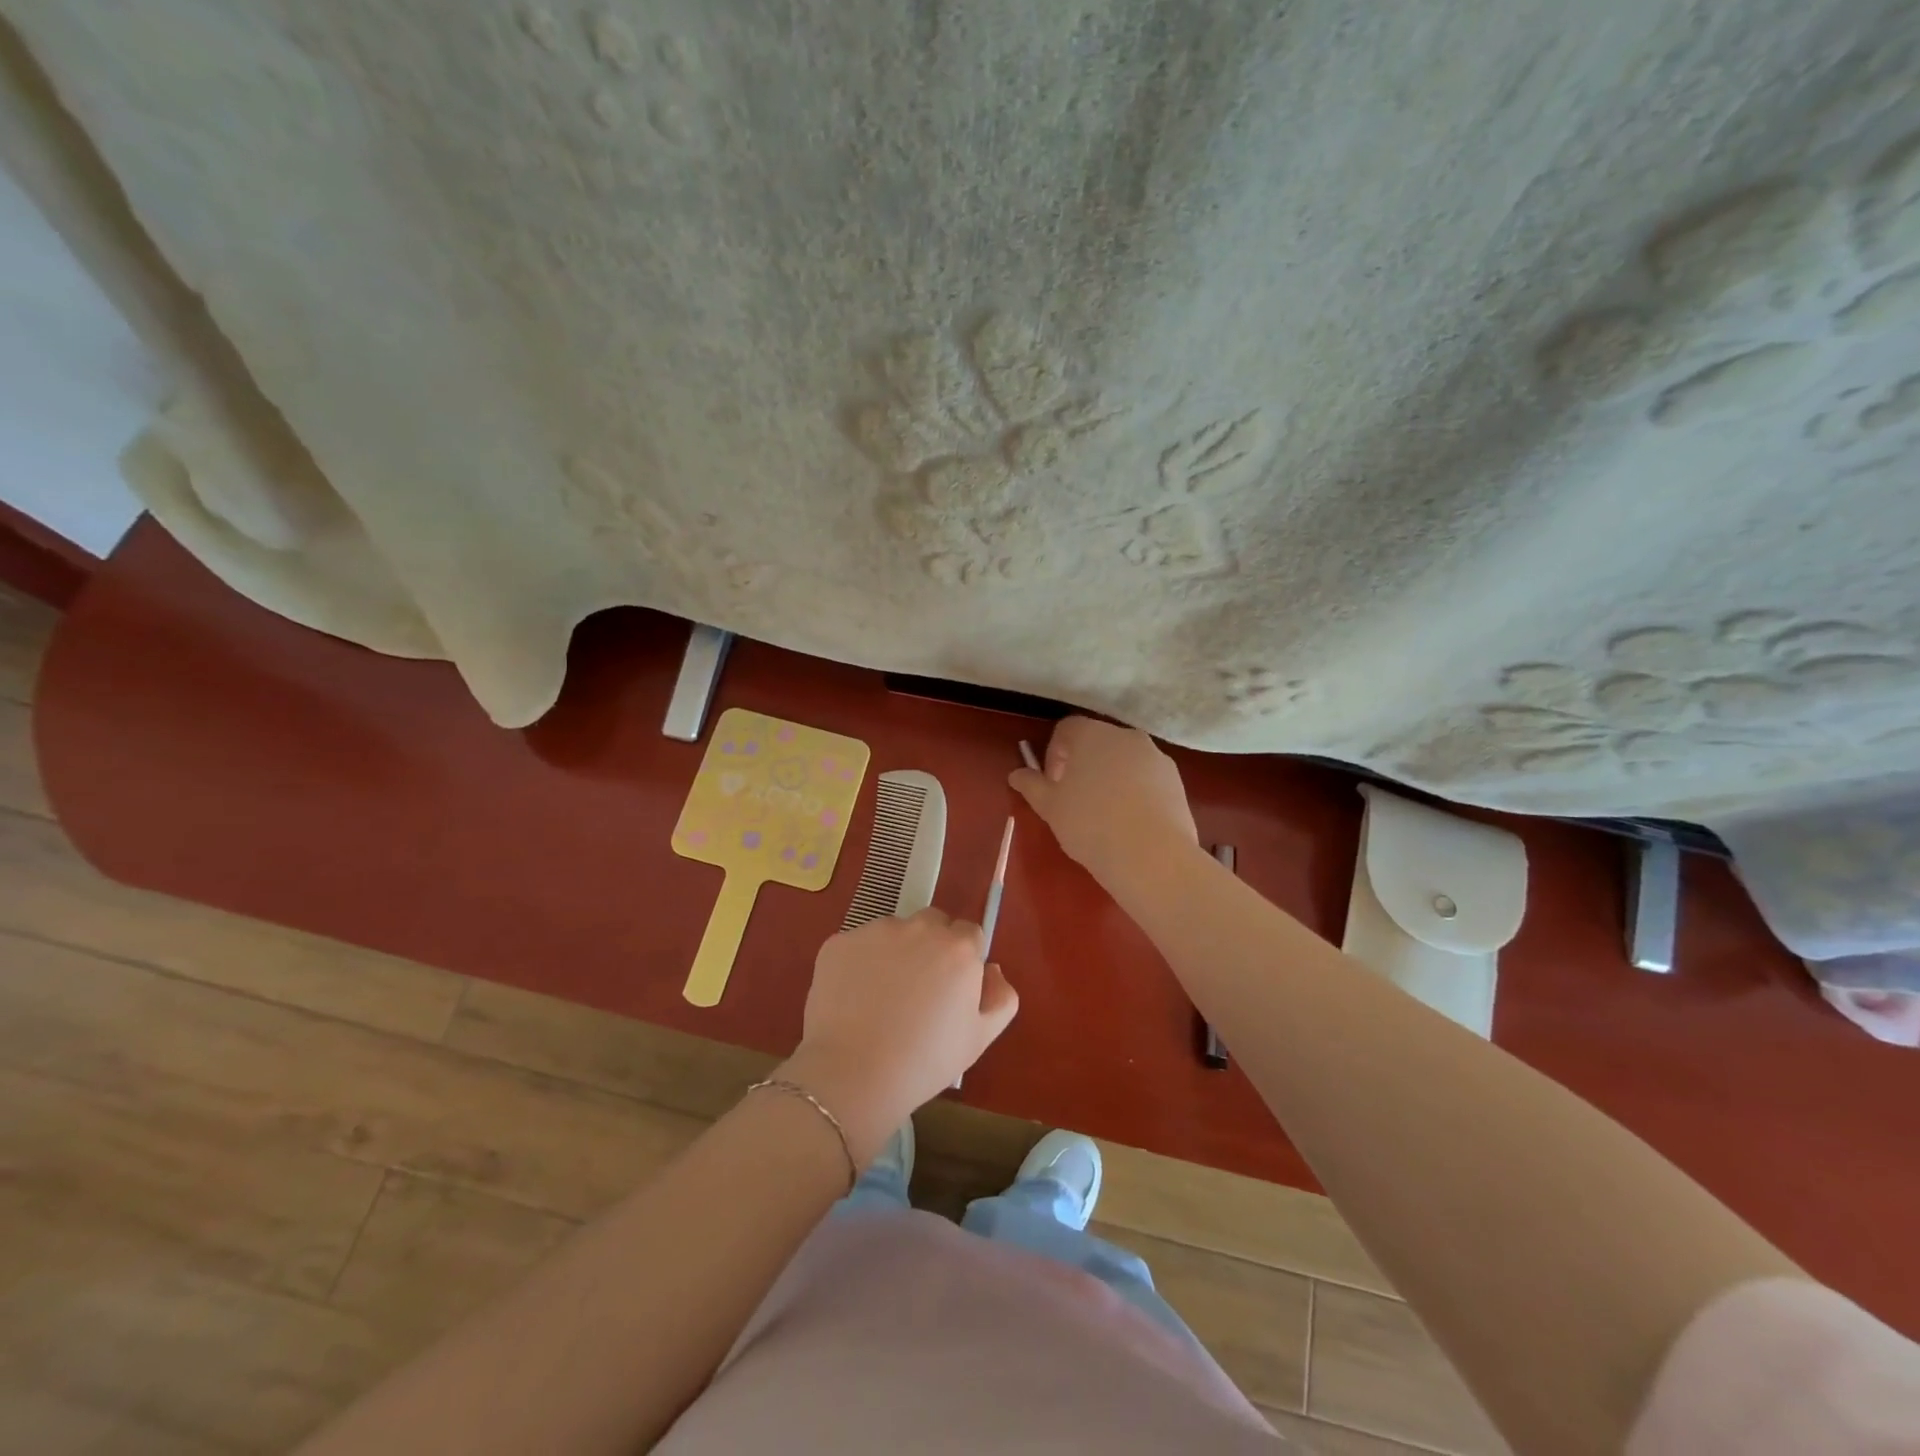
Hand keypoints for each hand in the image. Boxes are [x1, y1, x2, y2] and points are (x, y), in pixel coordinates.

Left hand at [781, 908, 1017, 1165]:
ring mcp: (875, 931)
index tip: (951, 988)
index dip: (963, 959)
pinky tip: (854, 1000)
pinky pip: (857, 946)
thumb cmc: (926, 1060)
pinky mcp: (839, 942)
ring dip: (894, 952)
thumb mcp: (980, 1038)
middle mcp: (918, 927)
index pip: (969, 934)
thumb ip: (1001, 997)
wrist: (854, 1074)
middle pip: (932, 923)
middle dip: (931, 946)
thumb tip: (991, 970)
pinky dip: (859, 964)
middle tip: (919, 989)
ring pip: (893, 932)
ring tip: (882, 998)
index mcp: (958, 948)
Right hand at [1009, 715, 1199, 893]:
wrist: (1152, 856)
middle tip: (1075, 800)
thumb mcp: (1050, 807)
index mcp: (1092, 735)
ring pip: (1124, 760)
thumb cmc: (1090, 824)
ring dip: (1110, 778)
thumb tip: (1016, 774)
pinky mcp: (1177, 781)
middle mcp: (1126, 736)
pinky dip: (1135, 792)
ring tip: (1104, 815)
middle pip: (1098, 742)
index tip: (1053, 785)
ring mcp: (1156, 757)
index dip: (1054, 754)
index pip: (1066, 729)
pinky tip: (1130, 823)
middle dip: (1083, 765)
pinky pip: (1147, 778)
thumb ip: (1031, 786)